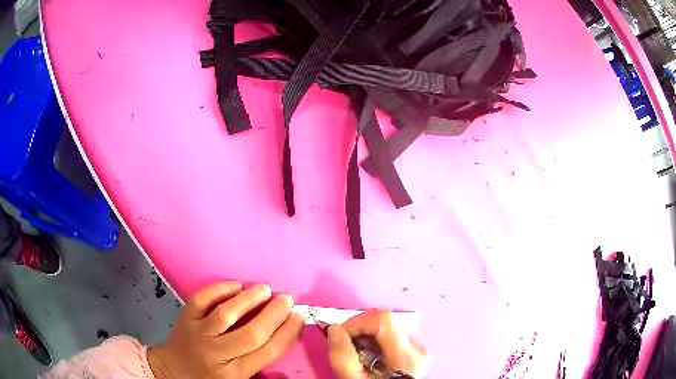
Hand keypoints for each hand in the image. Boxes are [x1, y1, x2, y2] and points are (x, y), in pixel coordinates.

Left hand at [148, 282, 304, 378]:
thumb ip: (259, 364)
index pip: (267, 352)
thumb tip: (284, 337)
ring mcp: (198, 334)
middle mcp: (217, 353)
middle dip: (273, 315)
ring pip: (226, 314)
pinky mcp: (184, 318)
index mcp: (235, 373)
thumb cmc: (209, 378)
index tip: (299, 317)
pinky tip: (235, 285)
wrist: (173, 371)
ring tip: (265, 289)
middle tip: (287, 299)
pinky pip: (201, 300)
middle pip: (251, 334)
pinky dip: (218, 289)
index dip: (287, 333)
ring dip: (249, 300)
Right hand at [327, 310, 430, 378]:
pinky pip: (391, 338)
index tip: (339, 335)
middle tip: (344, 347)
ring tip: (356, 356)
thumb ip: (343, 357)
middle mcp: (417, 349)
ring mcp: (417, 350)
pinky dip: (374, 343)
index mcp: (406, 356)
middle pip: (385, 323)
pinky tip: (367, 358)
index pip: (383, 320)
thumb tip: (334, 329)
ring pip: (386, 330)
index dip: (357, 322)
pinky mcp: (413, 353)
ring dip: (365, 338)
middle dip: (359, 331)